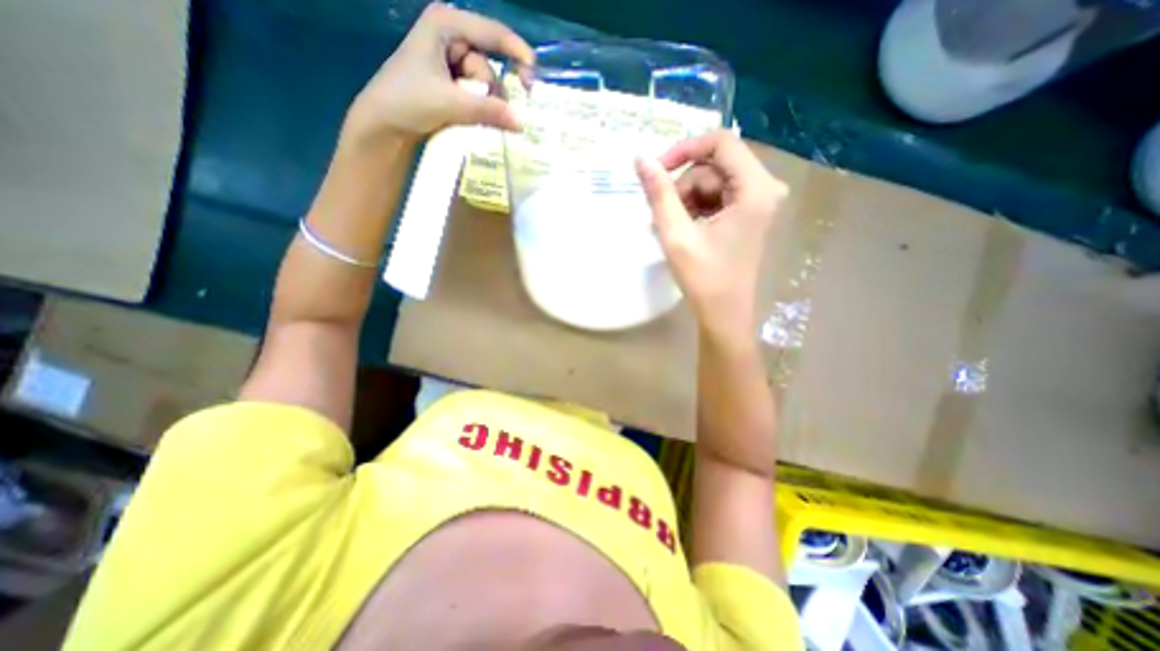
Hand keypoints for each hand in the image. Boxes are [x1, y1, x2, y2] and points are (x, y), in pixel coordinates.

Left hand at [338, 2, 531, 144]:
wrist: (384, 125)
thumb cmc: (409, 102)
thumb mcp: (451, 104)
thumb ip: (489, 111)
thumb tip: (522, 123)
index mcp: (445, 24)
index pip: (491, 33)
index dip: (516, 52)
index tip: (533, 76)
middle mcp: (450, 36)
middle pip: (488, 64)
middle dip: (491, 90)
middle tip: (490, 111)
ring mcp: (450, 60)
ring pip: (485, 83)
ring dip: (484, 102)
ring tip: (468, 116)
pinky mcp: (451, 81)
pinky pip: (478, 93)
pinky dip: (480, 107)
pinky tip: (472, 117)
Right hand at [634, 130, 788, 347]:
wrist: (724, 314)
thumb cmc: (703, 278)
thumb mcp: (676, 233)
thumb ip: (659, 193)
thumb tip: (640, 158)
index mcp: (754, 188)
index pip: (720, 142)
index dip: (684, 150)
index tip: (656, 170)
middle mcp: (763, 188)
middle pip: (714, 165)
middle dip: (683, 186)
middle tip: (662, 215)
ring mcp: (757, 202)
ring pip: (712, 182)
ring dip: (685, 200)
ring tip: (669, 228)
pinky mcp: (749, 214)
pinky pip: (717, 197)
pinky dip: (695, 209)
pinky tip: (681, 230)